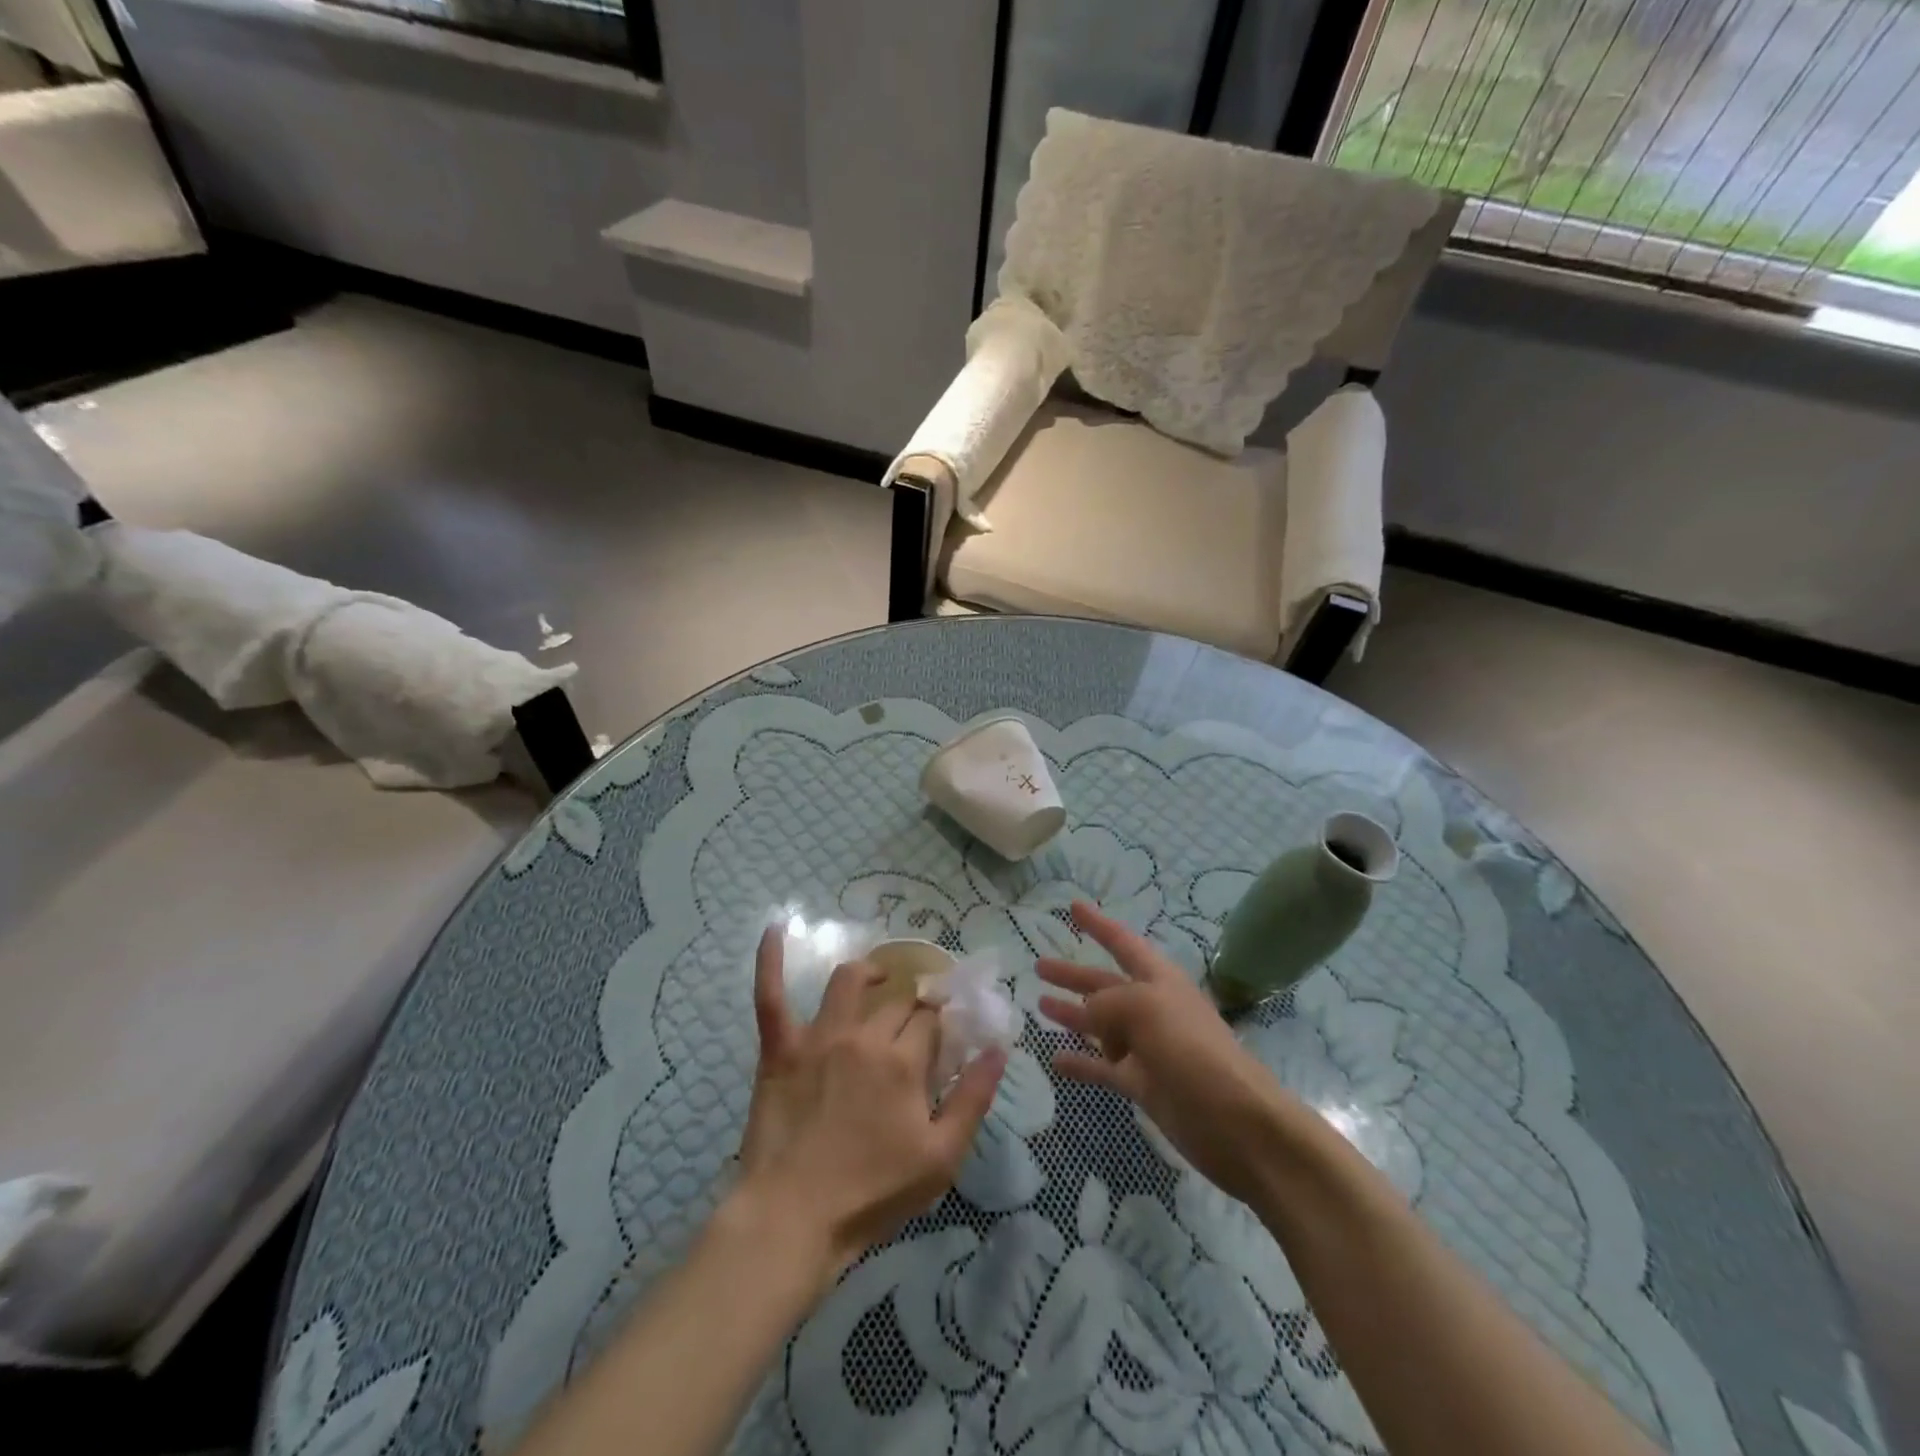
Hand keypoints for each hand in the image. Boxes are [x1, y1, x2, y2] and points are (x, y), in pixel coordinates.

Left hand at [733, 927, 1005, 1285]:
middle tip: (915, 1025)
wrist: (793, 1219)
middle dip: (913, 1007)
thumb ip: (974, 1098)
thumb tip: (999, 1049)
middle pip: (897, 1003)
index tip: (945, 1036)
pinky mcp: (780, 1049)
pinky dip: (770, 959)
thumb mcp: (941, 1157)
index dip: (941, 1025)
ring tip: (879, 976)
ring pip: (848, 983)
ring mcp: (818, 1038)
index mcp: (904, 1061)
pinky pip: (771, 995)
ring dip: (869, 972)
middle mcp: (864, 1036)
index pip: (931, 1022)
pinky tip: (776, 927)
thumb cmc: (872, 1194)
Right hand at [1038, 901, 1286, 1204]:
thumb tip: (1087, 1011)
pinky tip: (1054, 1059)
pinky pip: (1102, 1067)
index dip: (1098, 924)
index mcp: (1158, 980)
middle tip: (1039, 967)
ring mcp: (1147, 1048)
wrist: (1235, 1121)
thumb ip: (1107, 1003)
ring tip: (1039, 1006)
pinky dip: (1080, 1062)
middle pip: (1105, 984)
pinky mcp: (1143, 1084)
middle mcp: (1151, 1008)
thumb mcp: (1144, 1009)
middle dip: (1074, 974)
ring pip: (1100, 1025)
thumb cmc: (1191, 1049)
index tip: (1073, 906)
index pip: (1122, 942)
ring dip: (1072, 1014)